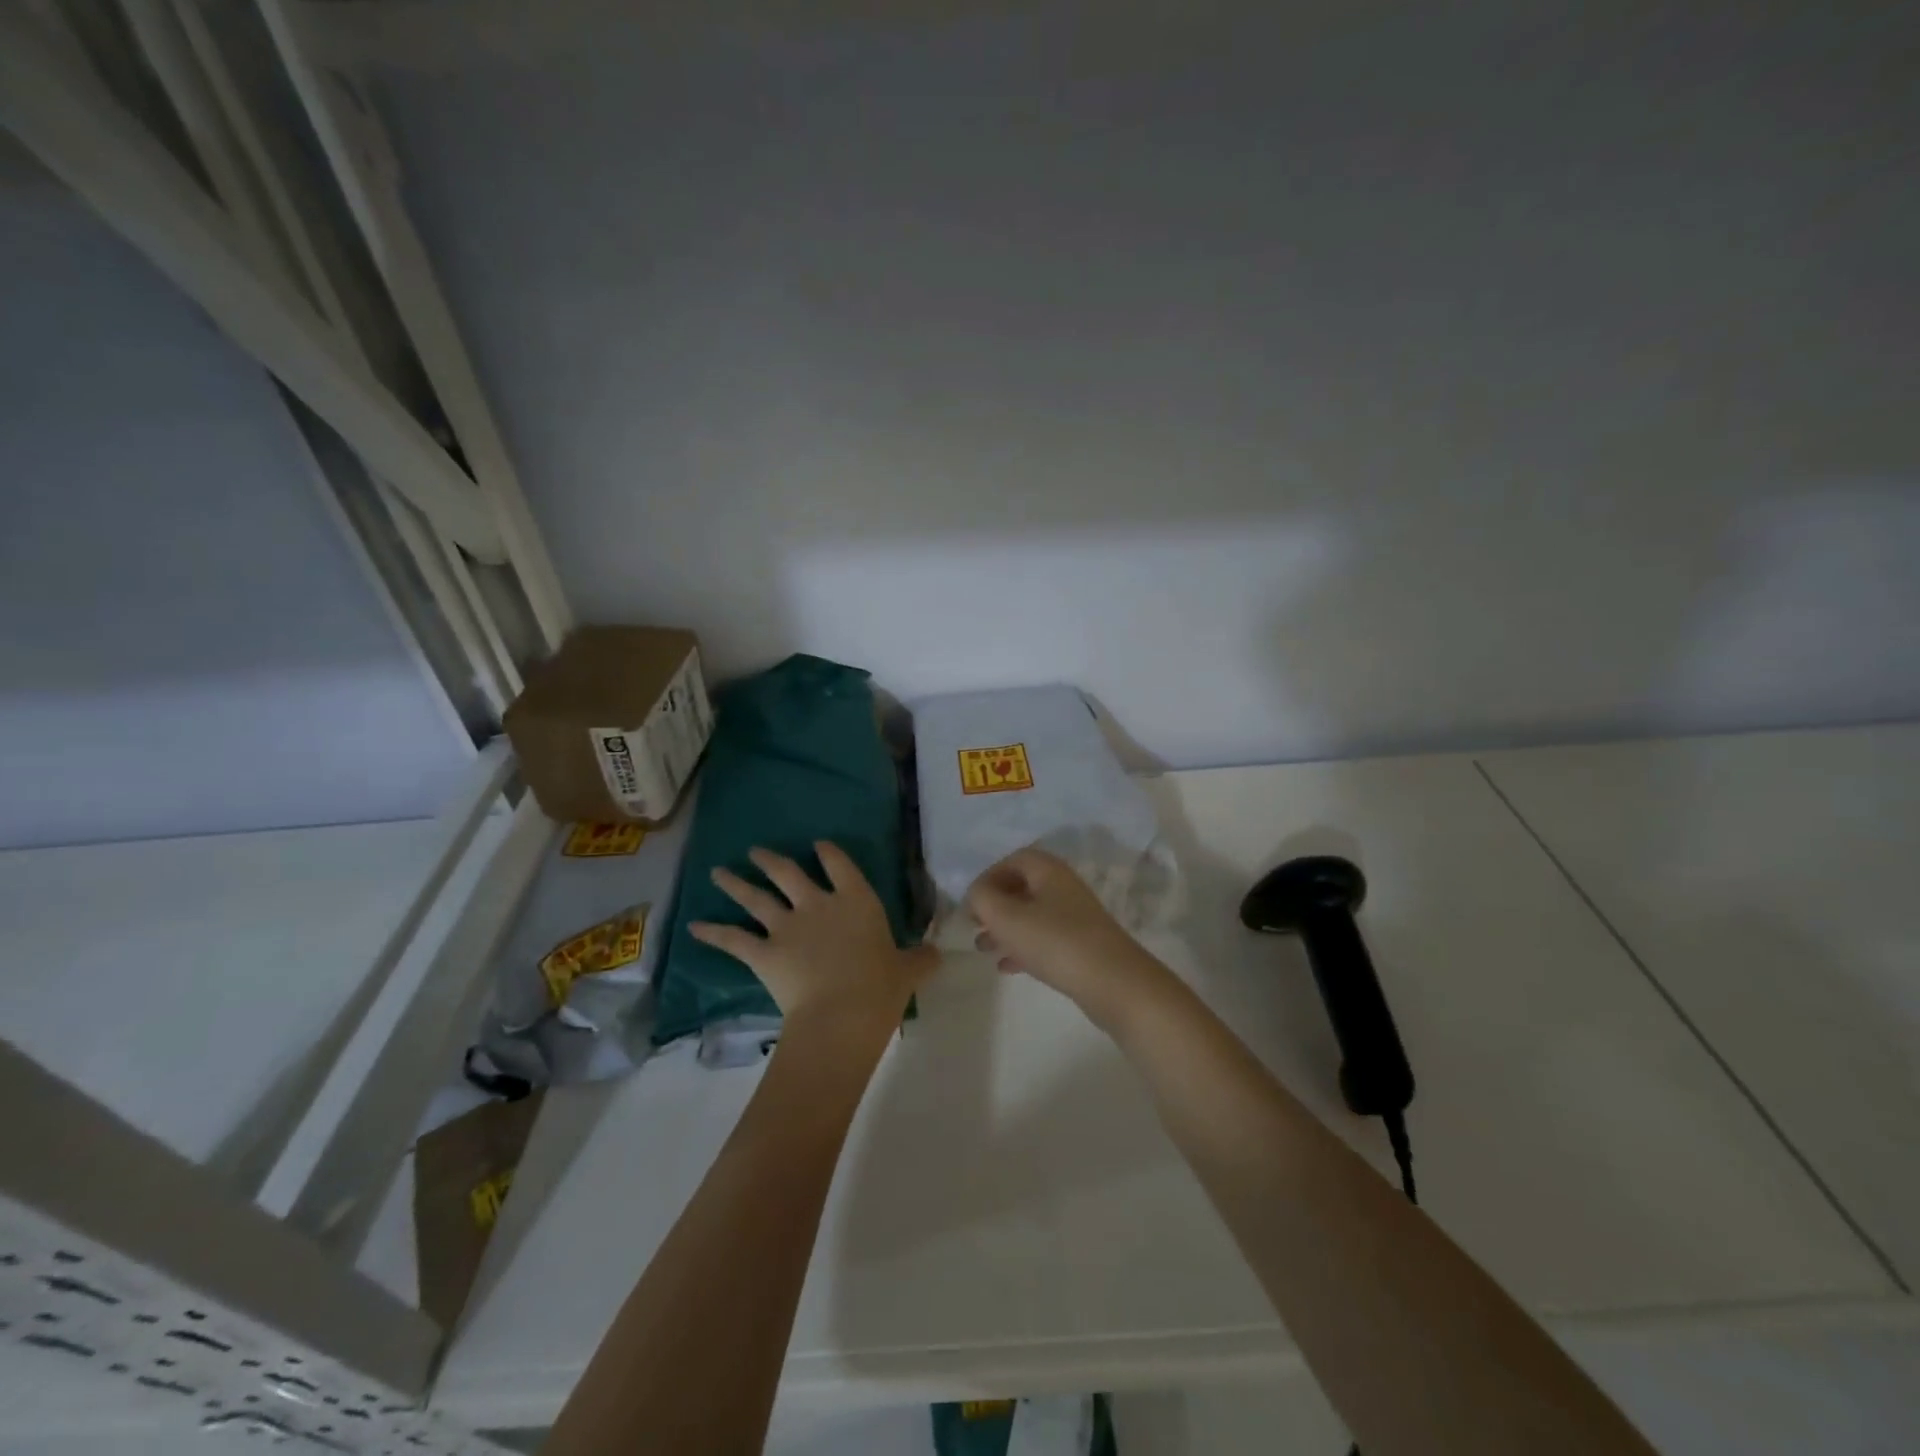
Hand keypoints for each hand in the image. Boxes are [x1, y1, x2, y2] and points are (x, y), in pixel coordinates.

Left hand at [691, 843, 936, 1040]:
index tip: (819, 844)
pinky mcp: (763, 952)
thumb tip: (938, 954)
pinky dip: (712, 933)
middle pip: (788, 873)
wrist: (842, 1012)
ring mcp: (786, 926)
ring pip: (756, 898)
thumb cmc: (881, 987)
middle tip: (756, 851)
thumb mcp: (909, 971)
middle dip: (770, 860)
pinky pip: (733, 939)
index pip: (840, 865)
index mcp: (856, 900)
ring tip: (718, 872)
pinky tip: (693, 927)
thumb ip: (921, 959)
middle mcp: (818, 904)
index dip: (828, 852)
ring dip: (736, 884)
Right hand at [966, 847, 1170, 1028]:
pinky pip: (1045, 939)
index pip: (1013, 860)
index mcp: (1049, 871)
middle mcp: (1064, 887)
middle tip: (974, 925)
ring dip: (1005, 929)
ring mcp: (1076, 917)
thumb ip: (982, 898)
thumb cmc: (1055, 941)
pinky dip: (1023, 948)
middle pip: (1022, 887)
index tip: (972, 901)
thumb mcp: (1007, 917)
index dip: (988, 876)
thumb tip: (977, 893)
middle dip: (995, 905)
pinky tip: (1007, 967)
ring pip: (1032, 915)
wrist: (1113, 983)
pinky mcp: (1082, 946)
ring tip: (983, 948)